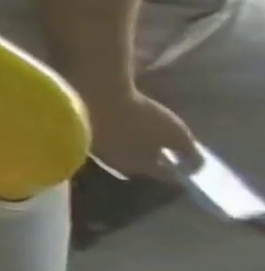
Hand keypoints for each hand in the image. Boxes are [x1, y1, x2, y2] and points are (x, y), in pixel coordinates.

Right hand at [84, 85, 198, 179]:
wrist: (91, 95)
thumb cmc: (139, 118)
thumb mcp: (177, 135)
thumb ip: (190, 155)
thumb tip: (193, 169)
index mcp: (141, 167)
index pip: (167, 175)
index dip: (180, 169)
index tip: (188, 162)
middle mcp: (115, 163)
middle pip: (138, 164)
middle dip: (149, 158)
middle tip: (160, 146)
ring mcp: (94, 148)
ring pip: (117, 152)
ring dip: (127, 146)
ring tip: (137, 133)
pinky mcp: (78, 133)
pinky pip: (101, 139)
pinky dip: (111, 135)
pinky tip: (116, 124)